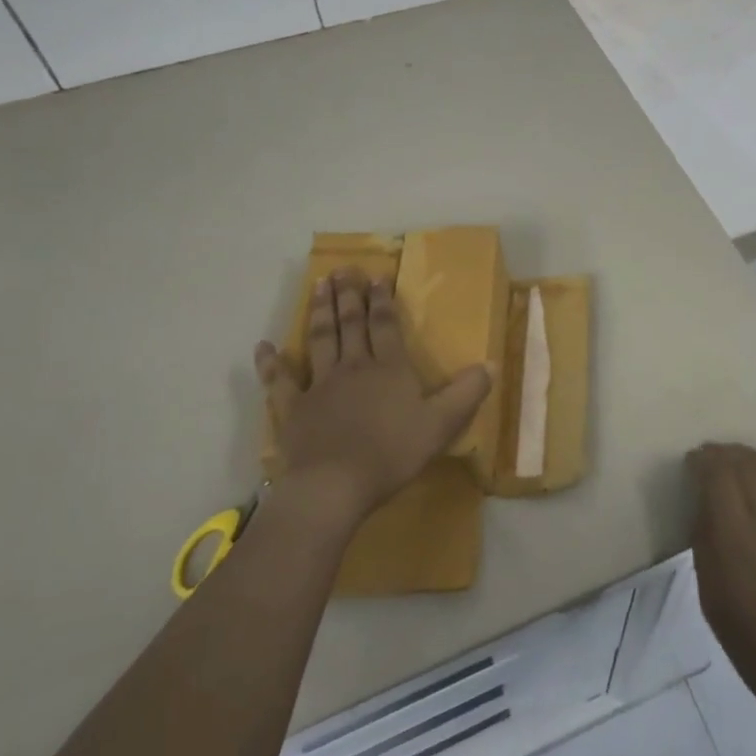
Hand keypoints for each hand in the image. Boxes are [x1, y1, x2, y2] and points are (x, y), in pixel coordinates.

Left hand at [258, 268, 492, 532]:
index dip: (382, 300)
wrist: (335, 485)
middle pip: (350, 324)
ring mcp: (319, 385)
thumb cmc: (392, 453)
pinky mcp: (293, 408)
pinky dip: (271, 363)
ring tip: (318, 284)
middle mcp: (353, 367)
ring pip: (320, 339)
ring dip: (319, 311)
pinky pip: (279, 381)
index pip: (385, 325)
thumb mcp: (442, 424)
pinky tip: (264, 346)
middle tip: (343, 269)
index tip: (377, 276)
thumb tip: (491, 364)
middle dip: (348, 295)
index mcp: (388, 368)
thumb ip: (467, 393)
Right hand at [689, 443, 755, 723]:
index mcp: (733, 533)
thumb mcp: (710, 592)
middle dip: (723, 454)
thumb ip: (705, 541)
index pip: (717, 474)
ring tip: (735, 460)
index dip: (703, 460)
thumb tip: (704, 506)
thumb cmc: (749, 638)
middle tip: (708, 457)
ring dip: (749, 457)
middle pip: (744, 463)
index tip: (691, 461)